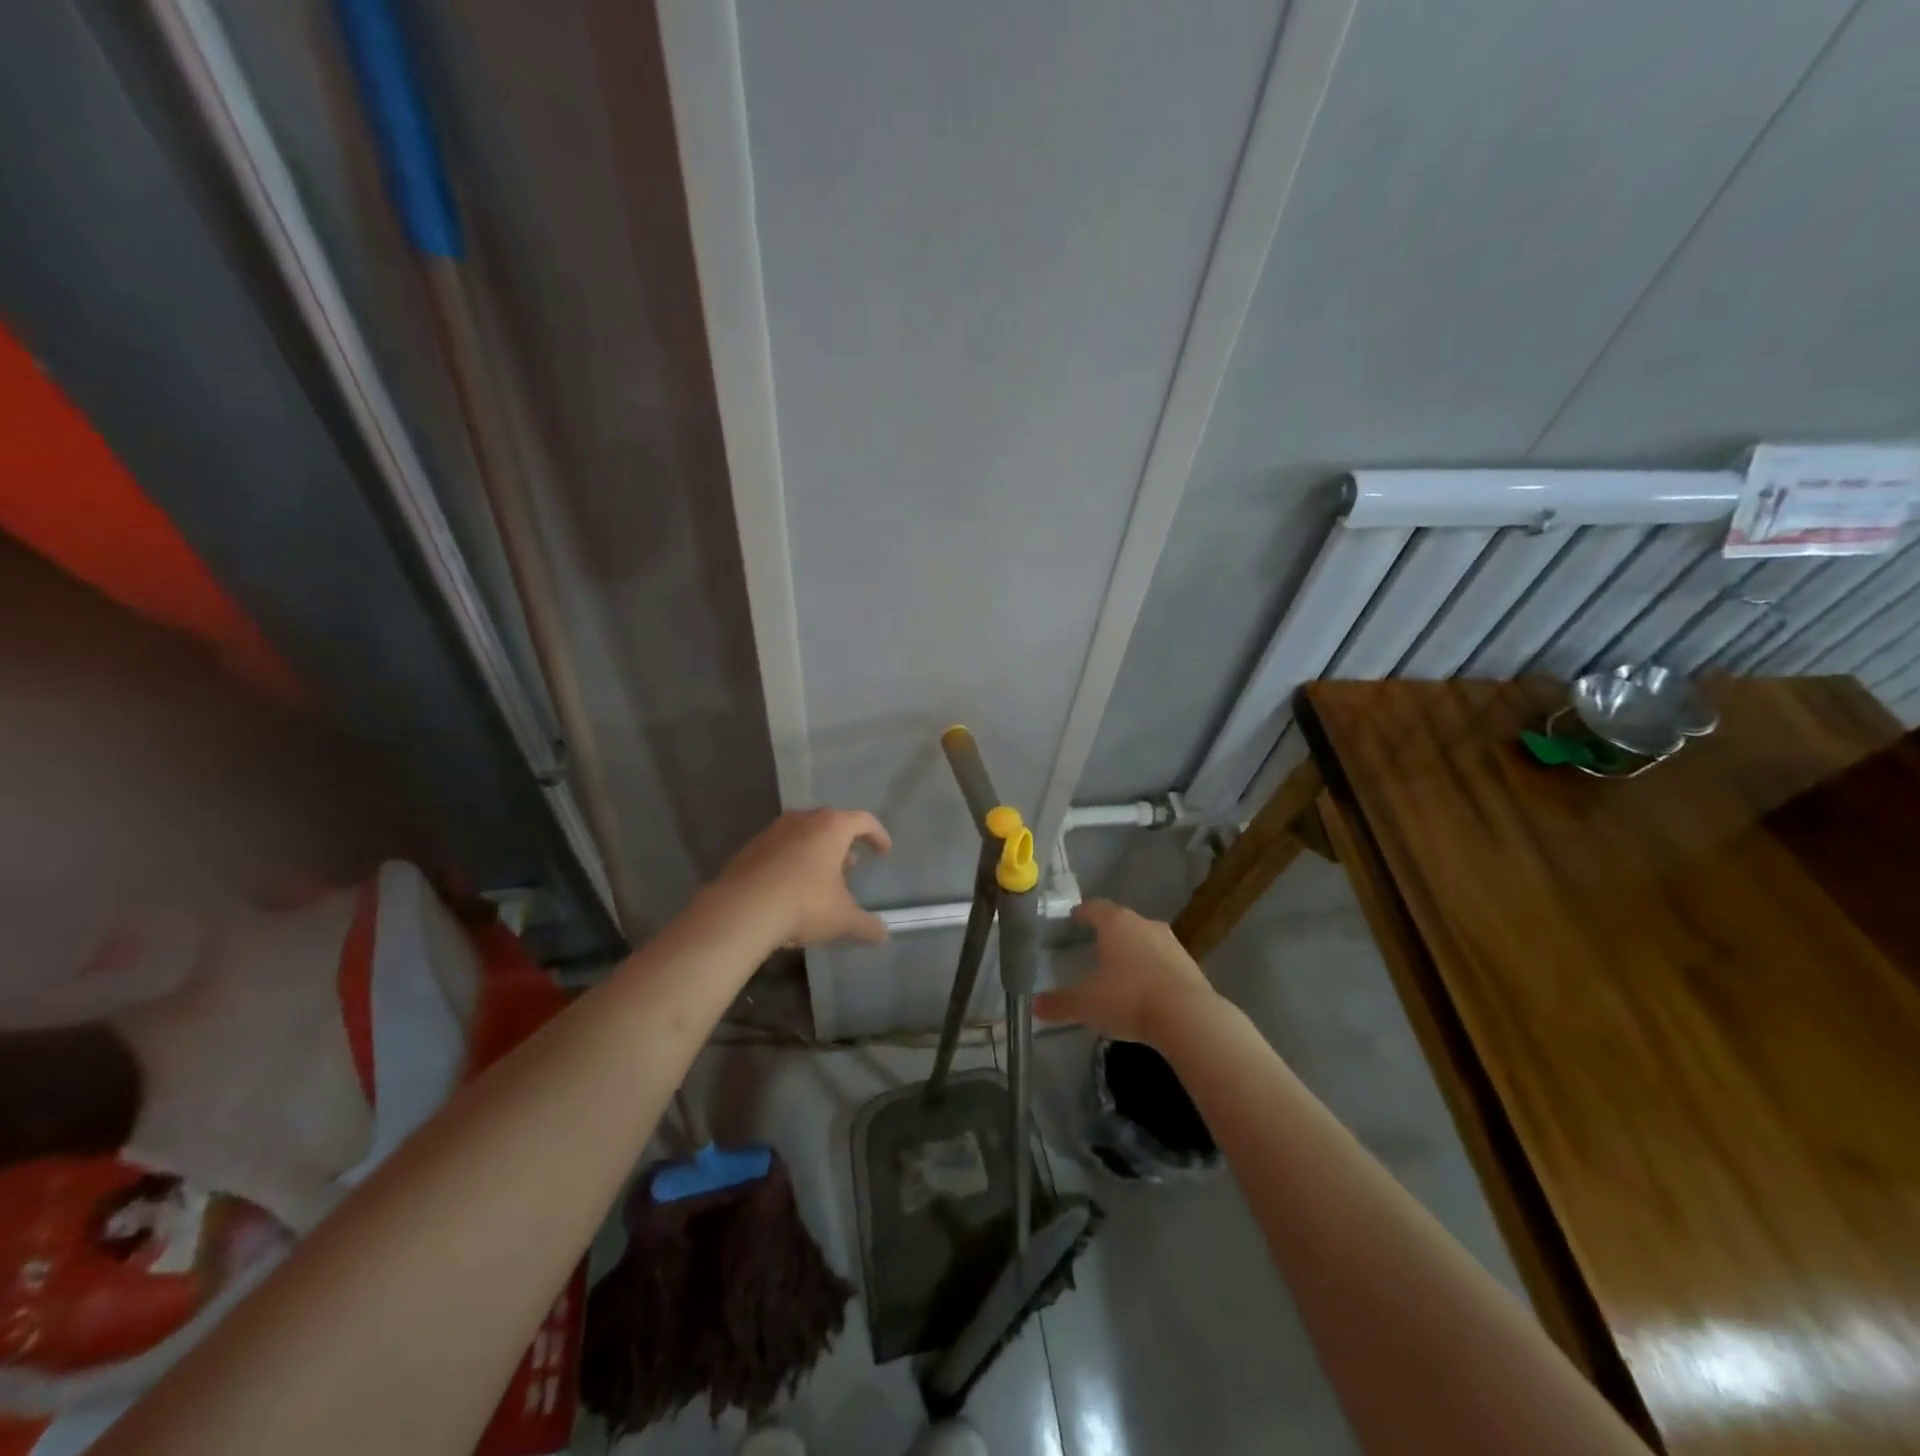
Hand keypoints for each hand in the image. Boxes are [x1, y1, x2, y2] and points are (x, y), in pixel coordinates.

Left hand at [708, 808, 892, 947]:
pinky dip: (791, 862)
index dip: (877, 835)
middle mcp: (802, 821)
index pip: (863, 821)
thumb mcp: (842, 919)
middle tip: (852, 866)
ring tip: (821, 878)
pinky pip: (780, 849)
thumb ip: (867, 926)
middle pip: (830, 824)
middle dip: (844, 844)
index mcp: (831, 827)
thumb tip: (883, 935)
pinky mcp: (749, 849)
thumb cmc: (804, 904)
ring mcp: (772, 832)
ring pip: (803, 835)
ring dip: (816, 852)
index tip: (884, 852)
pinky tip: (790, 888)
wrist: (741, 910)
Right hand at [1033, 899, 1215, 1044]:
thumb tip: (1035, 1006)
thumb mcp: (1086, 1005)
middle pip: (1122, 922)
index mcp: (1116, 923)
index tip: (1073, 919)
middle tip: (1094, 946)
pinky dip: (1153, 970)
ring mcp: (1171, 943)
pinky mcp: (1191, 965)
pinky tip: (1146, 990)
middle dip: (1108, 933)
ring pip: (1146, 940)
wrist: (1187, 1017)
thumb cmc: (1128, 999)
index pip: (1095, 908)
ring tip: (1121, 971)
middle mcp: (1145, 925)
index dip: (1082, 913)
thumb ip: (1059, 1004)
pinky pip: (1164, 961)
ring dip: (1134, 951)